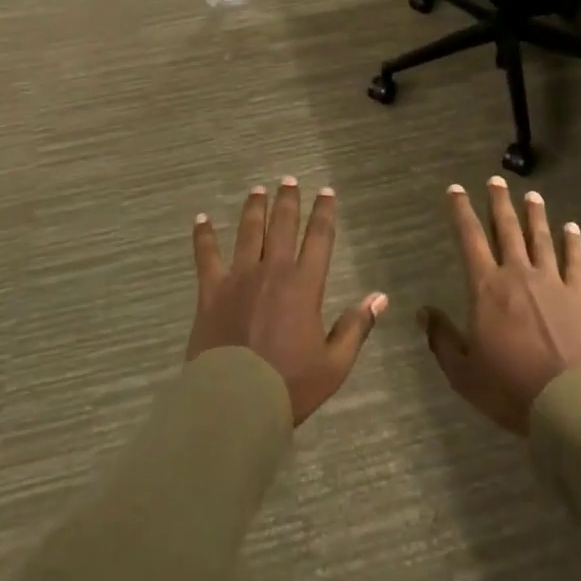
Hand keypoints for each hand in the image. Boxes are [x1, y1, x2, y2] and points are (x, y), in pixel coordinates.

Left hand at [187, 178, 387, 425]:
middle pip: (282, 225)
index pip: (319, 238)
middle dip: (288, 200)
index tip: (326, 192)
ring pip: (248, 232)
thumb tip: (380, 297)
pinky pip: (206, 255)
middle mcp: (272, 270)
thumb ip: (356, 327)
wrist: (235, 401)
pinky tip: (201, 220)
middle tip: (289, 179)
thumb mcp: (334, 364)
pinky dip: (203, 236)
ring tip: (257, 190)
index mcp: (304, 285)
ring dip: (254, 208)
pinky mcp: (211, 290)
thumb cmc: (289, 385)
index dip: (324, 212)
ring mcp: (239, 277)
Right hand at [420, 177, 580, 434]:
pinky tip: (573, 228)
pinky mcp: (578, 296)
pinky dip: (573, 243)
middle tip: (496, 180)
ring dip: (535, 215)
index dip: (461, 211)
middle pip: (507, 229)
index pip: (470, 238)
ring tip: (532, 195)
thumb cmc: (509, 387)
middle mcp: (517, 274)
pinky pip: (574, 262)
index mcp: (486, 288)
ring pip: (540, 238)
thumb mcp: (463, 371)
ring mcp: (551, 282)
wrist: (568, 402)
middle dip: (499, 203)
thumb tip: (422, 312)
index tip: (456, 189)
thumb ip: (441, 338)